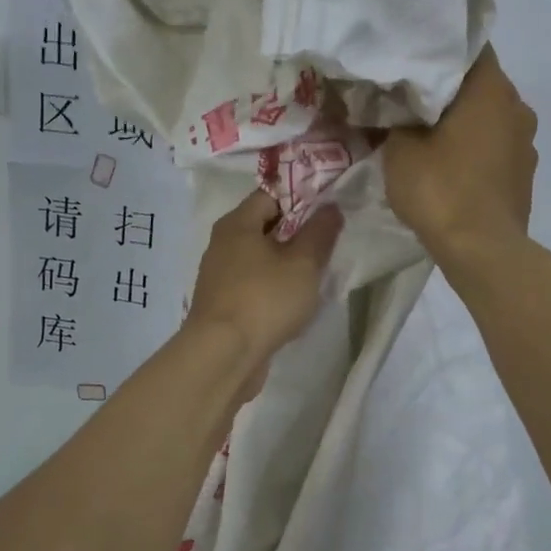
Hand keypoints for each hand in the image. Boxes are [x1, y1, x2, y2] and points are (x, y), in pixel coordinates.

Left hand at [185, 191, 342, 387]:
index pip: (271, 194)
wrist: (223, 355)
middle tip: (329, 240)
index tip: (329, 207)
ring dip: (287, 261)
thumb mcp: (303, 263)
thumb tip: (330, 207)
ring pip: (260, 257)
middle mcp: (223, 244)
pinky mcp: (223, 303)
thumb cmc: (264, 299)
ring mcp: (220, 275)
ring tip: (318, 271)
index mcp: (237, 223)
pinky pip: (254, 283)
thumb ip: (320, 232)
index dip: (302, 196)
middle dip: (297, 231)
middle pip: (265, 225)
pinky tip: (294, 299)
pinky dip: (274, 285)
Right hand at [383, 46, 537, 264]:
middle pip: (480, 84)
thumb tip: (398, 110)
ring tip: (429, 136)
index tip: (414, 60)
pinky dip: (475, 149)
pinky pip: (496, 148)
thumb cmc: (440, 189)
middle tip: (412, 99)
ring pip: (490, 118)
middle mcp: (518, 107)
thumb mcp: (399, 149)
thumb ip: (397, 119)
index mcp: (491, 89)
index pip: (470, 47)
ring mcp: (526, 143)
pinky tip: (451, 166)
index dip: (440, 50)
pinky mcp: (525, 174)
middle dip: (448, 90)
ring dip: (464, 122)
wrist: (481, 251)